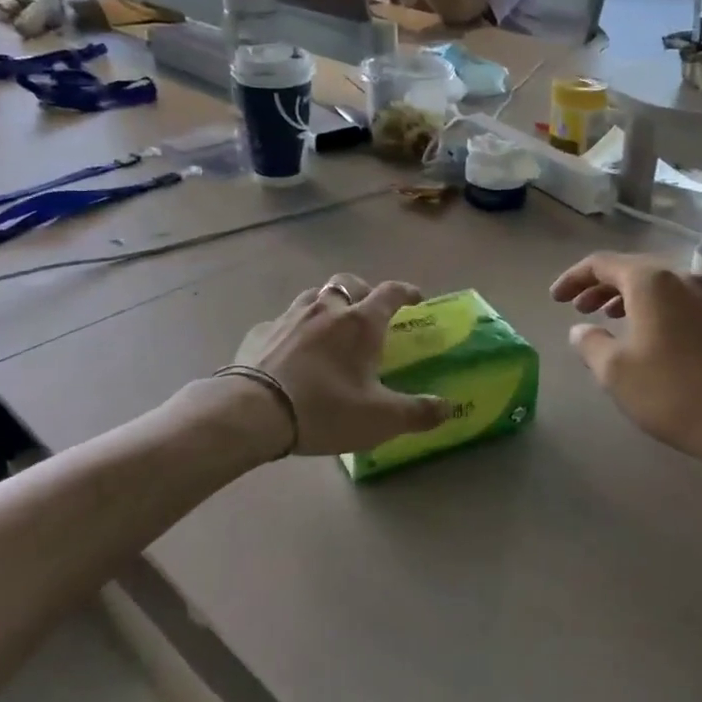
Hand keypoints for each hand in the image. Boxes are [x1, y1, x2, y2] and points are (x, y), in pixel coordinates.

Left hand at [234, 273, 448, 455]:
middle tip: (369, 312)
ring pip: (313, 295)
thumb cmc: (325, 409)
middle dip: (363, 291)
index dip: (406, 292)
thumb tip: (449, 408)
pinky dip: (294, 328)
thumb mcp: (380, 419)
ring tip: (330, 326)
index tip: (415, 298)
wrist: (252, 412)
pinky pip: (283, 320)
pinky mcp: (260, 332)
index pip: (390, 293)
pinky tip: (291, 348)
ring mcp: (289, 317)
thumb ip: (418, 412)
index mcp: (360, 323)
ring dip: (327, 304)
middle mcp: (326, 308)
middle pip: (348, 283)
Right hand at [551, 253, 701, 478]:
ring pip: (660, 286)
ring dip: (629, 299)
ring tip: (610, 320)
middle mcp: (683, 279)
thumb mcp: (616, 372)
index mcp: (652, 282)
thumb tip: (580, 329)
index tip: (555, 298)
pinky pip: (681, 302)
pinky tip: (651, 337)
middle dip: (600, 287)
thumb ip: (590, 343)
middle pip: (632, 270)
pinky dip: (656, 310)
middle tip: (578, 309)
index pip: (602, 264)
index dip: (573, 278)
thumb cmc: (675, 393)